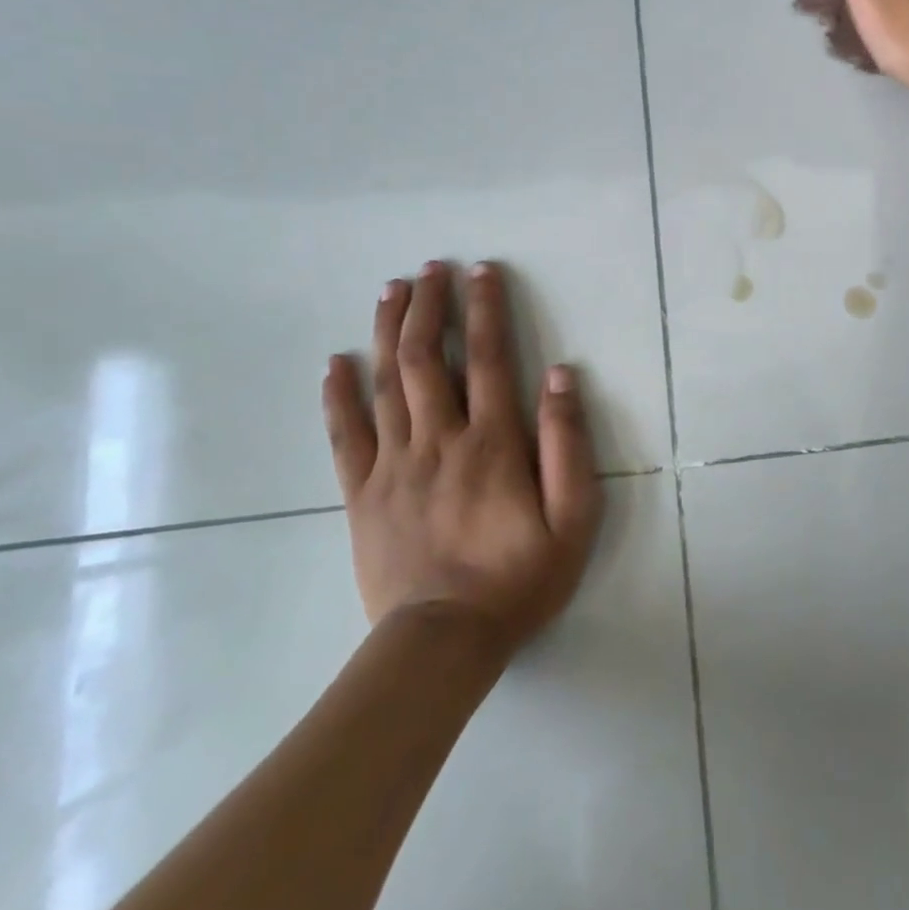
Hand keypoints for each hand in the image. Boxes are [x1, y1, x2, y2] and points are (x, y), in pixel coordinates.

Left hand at [322, 260, 602, 649]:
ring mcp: (393, 465)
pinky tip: (335, 363)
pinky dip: (338, 396)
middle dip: (429, 306)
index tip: (482, 271)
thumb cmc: (520, 577)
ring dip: (387, 331)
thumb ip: (567, 443)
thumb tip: (560, 376)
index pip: (488, 357)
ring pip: (385, 384)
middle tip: (429, 268)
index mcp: (492, 443)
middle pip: (427, 358)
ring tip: (391, 290)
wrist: (444, 642)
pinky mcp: (362, 494)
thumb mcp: (573, 517)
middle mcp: (439, 440)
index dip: (485, 309)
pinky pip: (344, 436)